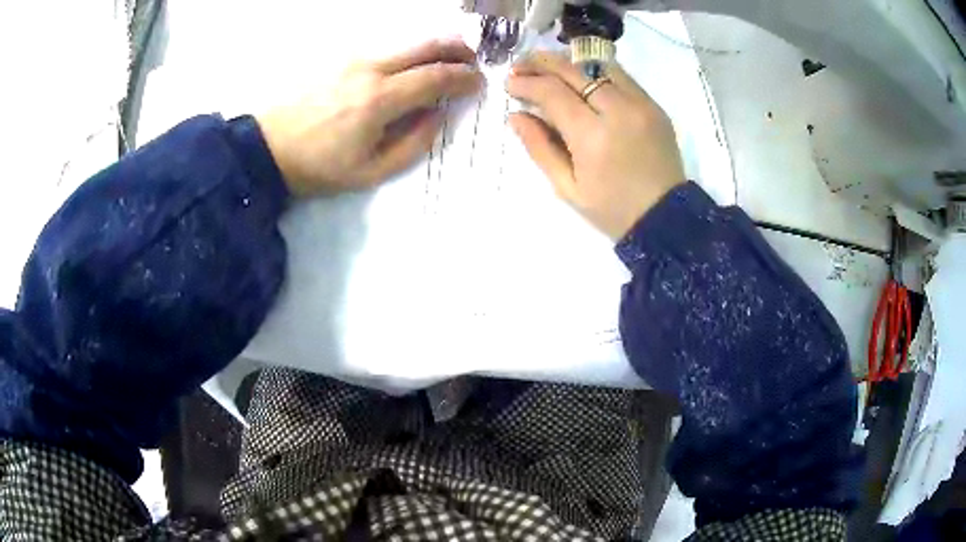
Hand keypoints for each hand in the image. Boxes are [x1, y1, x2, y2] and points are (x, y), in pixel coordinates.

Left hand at [257, 39, 483, 195]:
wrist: (268, 148)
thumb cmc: (318, 166)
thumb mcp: (371, 172)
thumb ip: (413, 143)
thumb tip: (438, 115)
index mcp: (380, 99)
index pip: (436, 77)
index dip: (464, 78)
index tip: (479, 82)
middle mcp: (370, 69)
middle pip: (425, 45)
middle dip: (456, 49)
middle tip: (471, 61)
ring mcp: (352, 59)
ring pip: (405, 43)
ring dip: (432, 49)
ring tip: (444, 63)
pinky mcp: (339, 59)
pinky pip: (384, 50)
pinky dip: (406, 54)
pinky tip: (407, 68)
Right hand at [506, 52, 684, 239]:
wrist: (666, 218)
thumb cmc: (612, 209)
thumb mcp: (567, 188)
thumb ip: (539, 148)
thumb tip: (516, 116)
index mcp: (592, 136)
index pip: (552, 92)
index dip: (526, 84)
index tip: (509, 84)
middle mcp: (618, 110)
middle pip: (573, 70)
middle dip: (541, 63)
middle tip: (521, 66)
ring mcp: (641, 104)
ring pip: (598, 65)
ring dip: (568, 62)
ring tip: (547, 67)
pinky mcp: (654, 105)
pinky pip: (621, 76)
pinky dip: (595, 71)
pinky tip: (580, 78)